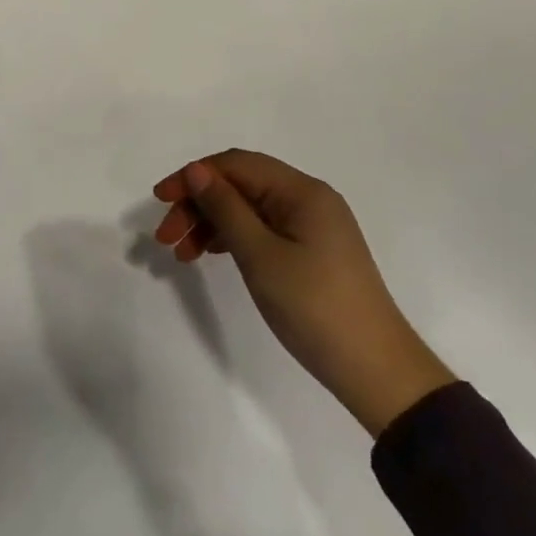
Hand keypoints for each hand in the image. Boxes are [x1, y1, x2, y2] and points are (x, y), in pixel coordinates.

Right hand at [154, 151, 455, 435]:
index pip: (236, 165)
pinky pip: (262, 229)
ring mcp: (312, 225)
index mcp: (301, 190)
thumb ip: (226, 208)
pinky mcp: (311, 250)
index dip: (194, 175)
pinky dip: (233, 238)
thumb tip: (197, 170)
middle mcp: (308, 198)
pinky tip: (210, 254)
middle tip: (165, 238)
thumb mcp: (261, 256)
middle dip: (199, 204)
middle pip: (241, 185)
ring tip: (181, 253)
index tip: (160, 199)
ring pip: (249, 208)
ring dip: (211, 223)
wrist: (375, 371)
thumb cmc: (315, 307)